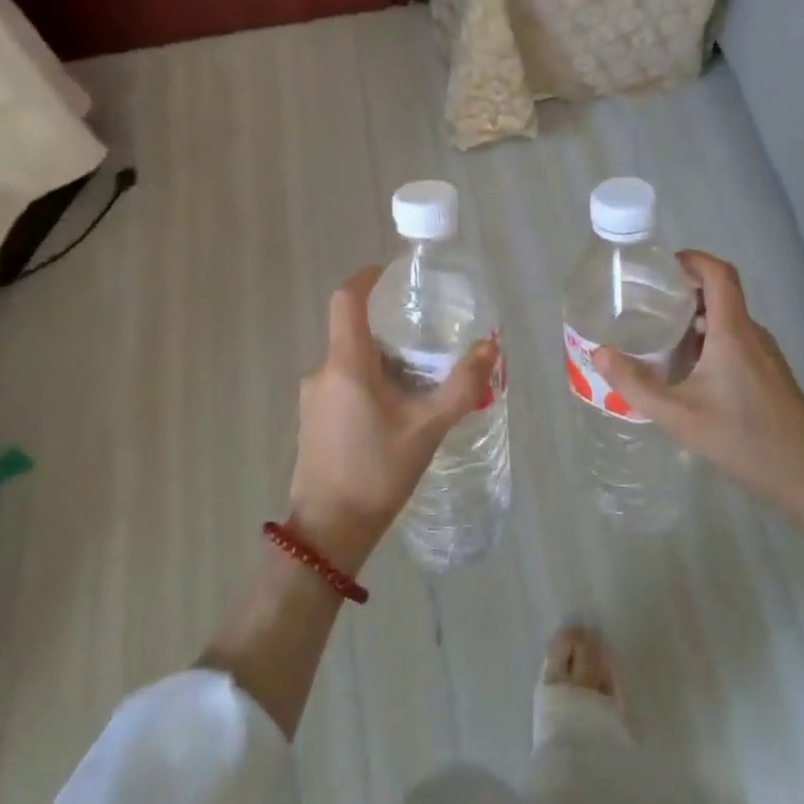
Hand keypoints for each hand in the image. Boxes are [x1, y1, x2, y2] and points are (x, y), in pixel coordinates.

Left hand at [290, 265, 497, 576]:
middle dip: (389, 331)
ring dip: (381, 362)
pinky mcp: (312, 421)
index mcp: (345, 364)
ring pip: (349, 362)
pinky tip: (395, 413)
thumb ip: (461, 386)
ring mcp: (312, 398)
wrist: (329, 532)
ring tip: (418, 382)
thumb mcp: (427, 429)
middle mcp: (322, 373)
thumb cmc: (377, 473)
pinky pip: (342, 385)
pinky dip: (369, 384)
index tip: (389, 272)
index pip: (346, 300)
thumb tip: (490, 348)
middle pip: (353, 333)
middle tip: (427, 342)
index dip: (366, 278)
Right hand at [594, 252, 803, 534]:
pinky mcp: (769, 374)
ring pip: (725, 320)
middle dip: (681, 292)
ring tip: (657, 338)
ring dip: (692, 321)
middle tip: (643, 304)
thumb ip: (636, 384)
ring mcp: (764, 354)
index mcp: (733, 332)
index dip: (691, 260)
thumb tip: (598, 353)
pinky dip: (707, 342)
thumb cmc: (744, 439)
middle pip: (718, 294)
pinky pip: (734, 341)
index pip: (718, 273)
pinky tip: (685, 372)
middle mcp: (751, 334)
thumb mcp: (679, 416)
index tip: (659, 268)